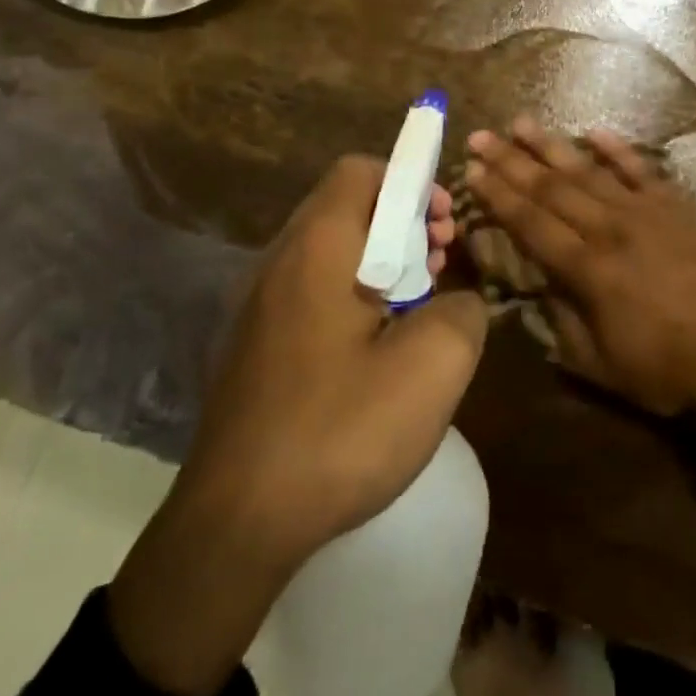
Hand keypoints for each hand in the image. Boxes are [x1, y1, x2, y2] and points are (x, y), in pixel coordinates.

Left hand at [109, 156, 486, 695]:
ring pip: (332, 249)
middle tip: (440, 265)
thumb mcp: (431, 368)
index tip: (443, 226)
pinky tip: (375, 351)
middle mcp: (281, 259)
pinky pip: (312, 289)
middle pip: (348, 206)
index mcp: (318, 246)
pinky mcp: (254, 342)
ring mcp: (260, 302)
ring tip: (416, 309)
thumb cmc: (337, 430)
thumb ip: (462, 310)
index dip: (410, 182)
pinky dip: (352, 295)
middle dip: (403, 223)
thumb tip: (455, 299)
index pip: (361, 170)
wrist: (233, 525)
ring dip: (382, 261)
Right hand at [465, 118, 695, 414]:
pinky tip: (593, 130)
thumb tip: (536, 283)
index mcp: (587, 270)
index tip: (471, 171)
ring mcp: (642, 210)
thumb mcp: (598, 364)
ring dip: (551, 145)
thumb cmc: (664, 366)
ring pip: (587, 169)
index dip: (498, 196)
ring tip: (520, 122)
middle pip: (550, 188)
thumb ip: (560, 321)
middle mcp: (608, 229)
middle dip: (510, 161)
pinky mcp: (673, 202)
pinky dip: (616, 148)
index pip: (531, 223)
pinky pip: (639, 167)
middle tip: (481, 137)